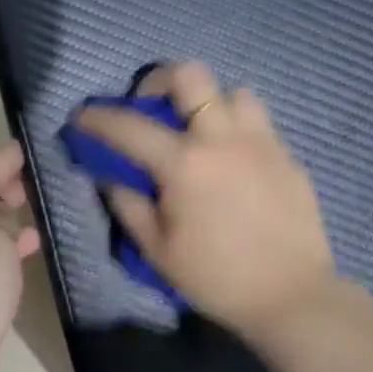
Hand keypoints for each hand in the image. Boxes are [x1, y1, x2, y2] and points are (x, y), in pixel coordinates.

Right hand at [76, 63, 338, 340]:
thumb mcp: (158, 250)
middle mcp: (223, 138)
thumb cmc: (217, 278)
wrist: (292, 296)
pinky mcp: (288, 155)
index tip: (81, 117)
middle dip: (159, 80)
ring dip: (208, 102)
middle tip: (151, 107)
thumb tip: (108, 175)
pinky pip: (258, 122)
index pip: (129, 126)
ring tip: (199, 131)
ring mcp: (261, 142)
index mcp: (185, 163)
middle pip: (190, 75)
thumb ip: (128, 204)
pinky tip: (232, 160)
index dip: (97, 118)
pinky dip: (236, 128)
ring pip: (233, 91)